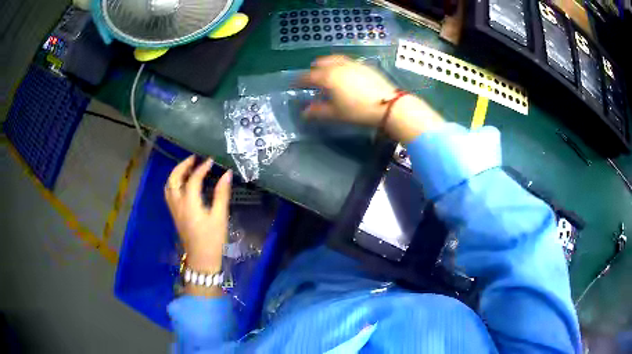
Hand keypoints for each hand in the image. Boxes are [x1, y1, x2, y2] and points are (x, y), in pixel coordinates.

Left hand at [164, 156, 231, 272]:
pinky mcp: (175, 215)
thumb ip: (222, 194)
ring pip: (169, 186)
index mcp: (190, 204)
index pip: (193, 179)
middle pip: (173, 180)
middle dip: (182, 166)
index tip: (211, 161)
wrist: (202, 259)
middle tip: (193, 159)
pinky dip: (174, 183)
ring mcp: (174, 210)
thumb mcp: (220, 217)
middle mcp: (178, 204)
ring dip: (176, 174)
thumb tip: (227, 174)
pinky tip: (184, 184)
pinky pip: (169, 194)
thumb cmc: (213, 239)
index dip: (201, 168)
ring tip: (187, 168)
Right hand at [299, 55, 443, 141]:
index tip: (294, 83)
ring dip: (327, 63)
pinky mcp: (365, 66)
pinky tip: (345, 72)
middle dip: (313, 68)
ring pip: (335, 59)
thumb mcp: (336, 114)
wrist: (388, 105)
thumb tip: (304, 112)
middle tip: (310, 75)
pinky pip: (347, 61)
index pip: (309, 76)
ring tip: (326, 69)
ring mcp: (353, 64)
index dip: (300, 80)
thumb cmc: (358, 110)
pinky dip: (340, 64)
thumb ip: (318, 111)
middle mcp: (338, 66)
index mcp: (328, 77)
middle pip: (321, 63)